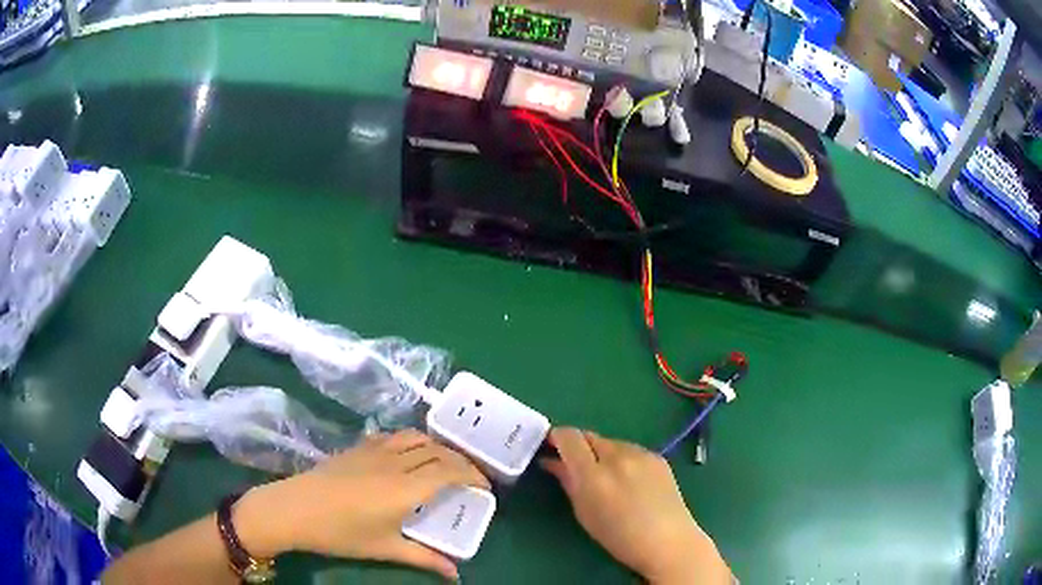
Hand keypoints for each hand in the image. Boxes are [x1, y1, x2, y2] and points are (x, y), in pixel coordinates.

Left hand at [237, 429, 488, 579]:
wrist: (294, 508)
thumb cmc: (341, 533)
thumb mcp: (385, 548)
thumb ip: (424, 558)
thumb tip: (455, 574)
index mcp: (406, 488)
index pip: (450, 472)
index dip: (473, 475)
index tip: (486, 487)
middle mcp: (395, 462)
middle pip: (438, 451)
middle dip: (461, 461)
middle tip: (471, 477)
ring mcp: (375, 450)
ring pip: (417, 437)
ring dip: (438, 447)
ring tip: (445, 463)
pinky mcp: (358, 447)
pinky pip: (395, 436)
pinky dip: (413, 441)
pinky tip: (409, 455)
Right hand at [540, 427, 730, 583]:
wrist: (668, 541)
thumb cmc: (618, 537)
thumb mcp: (584, 513)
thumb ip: (568, 482)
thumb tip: (553, 462)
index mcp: (594, 474)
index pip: (569, 437)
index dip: (556, 438)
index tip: (550, 447)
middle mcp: (617, 457)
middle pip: (589, 436)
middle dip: (578, 447)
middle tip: (573, 464)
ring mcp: (641, 454)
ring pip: (610, 443)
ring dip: (600, 453)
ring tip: (604, 477)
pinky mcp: (657, 457)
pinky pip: (630, 450)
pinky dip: (621, 459)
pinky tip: (627, 480)